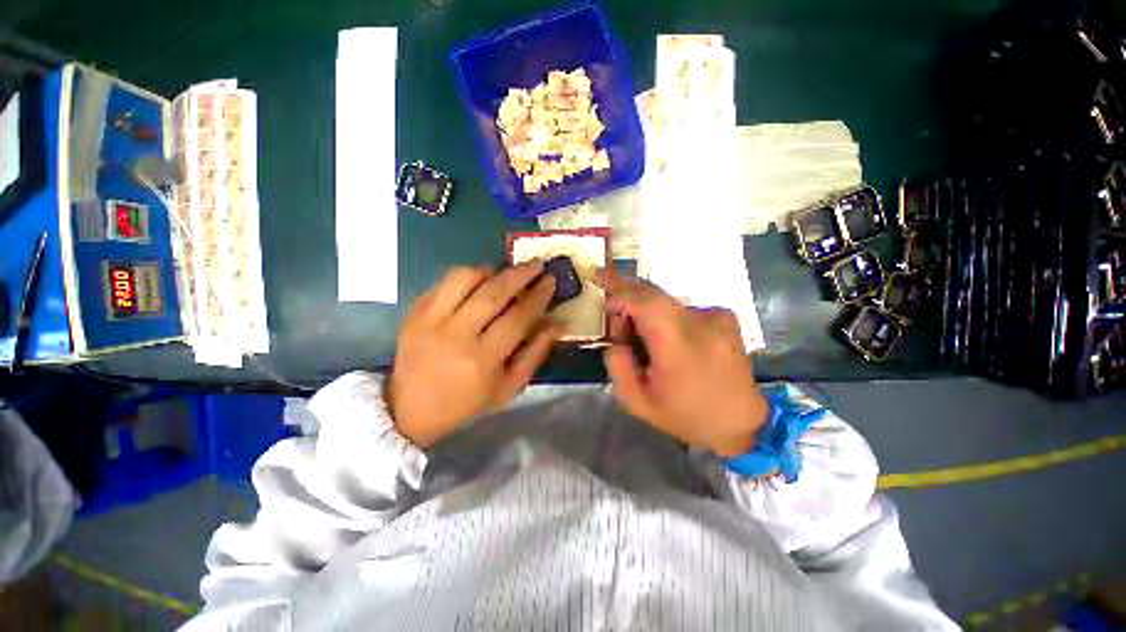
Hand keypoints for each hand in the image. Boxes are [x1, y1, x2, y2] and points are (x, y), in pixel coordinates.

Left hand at [387, 264, 559, 447]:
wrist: (410, 409)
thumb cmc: (467, 402)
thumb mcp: (509, 387)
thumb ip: (535, 353)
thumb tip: (557, 322)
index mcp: (482, 359)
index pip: (518, 318)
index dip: (538, 296)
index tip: (550, 280)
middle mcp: (456, 335)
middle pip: (493, 293)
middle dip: (520, 274)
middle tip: (536, 265)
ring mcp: (431, 320)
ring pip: (465, 278)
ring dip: (490, 270)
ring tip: (503, 274)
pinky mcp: (414, 312)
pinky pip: (444, 281)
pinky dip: (467, 276)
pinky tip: (478, 282)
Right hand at [600, 275, 768, 456]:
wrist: (742, 421)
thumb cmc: (686, 415)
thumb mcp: (638, 402)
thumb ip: (617, 365)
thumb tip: (617, 336)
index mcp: (678, 348)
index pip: (646, 304)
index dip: (620, 290)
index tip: (599, 282)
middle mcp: (701, 324)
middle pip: (654, 293)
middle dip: (626, 290)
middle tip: (607, 293)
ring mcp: (717, 316)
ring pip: (666, 301)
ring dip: (646, 310)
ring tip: (641, 337)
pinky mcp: (724, 315)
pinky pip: (682, 308)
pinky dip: (666, 317)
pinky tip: (668, 340)